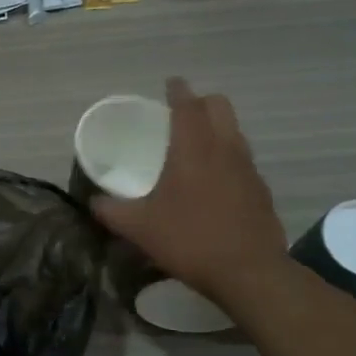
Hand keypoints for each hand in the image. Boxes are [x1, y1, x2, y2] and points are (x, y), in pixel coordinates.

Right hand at [90, 78, 291, 305]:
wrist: (249, 273)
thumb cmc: (189, 240)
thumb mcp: (139, 228)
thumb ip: (112, 211)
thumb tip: (94, 202)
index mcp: (192, 149)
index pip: (187, 105)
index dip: (178, 91)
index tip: (171, 83)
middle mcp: (224, 149)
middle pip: (220, 107)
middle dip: (202, 102)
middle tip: (183, 113)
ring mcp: (248, 168)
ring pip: (235, 131)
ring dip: (218, 128)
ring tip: (197, 145)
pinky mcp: (261, 190)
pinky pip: (243, 160)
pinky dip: (229, 157)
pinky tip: (215, 182)